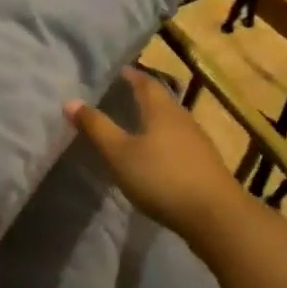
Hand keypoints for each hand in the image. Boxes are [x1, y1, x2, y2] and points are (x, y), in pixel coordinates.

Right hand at [66, 68, 247, 244]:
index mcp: (161, 110)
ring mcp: (197, 142)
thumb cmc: (162, 177)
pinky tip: (155, 154)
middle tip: (121, 94)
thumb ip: (96, 127)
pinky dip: (163, 140)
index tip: (117, 71)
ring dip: (154, 118)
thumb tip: (70, 101)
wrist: (216, 216)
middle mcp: (182, 119)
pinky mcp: (204, 164)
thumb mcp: (120, 153)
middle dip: (142, 95)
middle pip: (161, 100)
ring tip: (134, 123)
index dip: (131, 75)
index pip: (145, 82)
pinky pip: (179, 141)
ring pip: (171, 121)